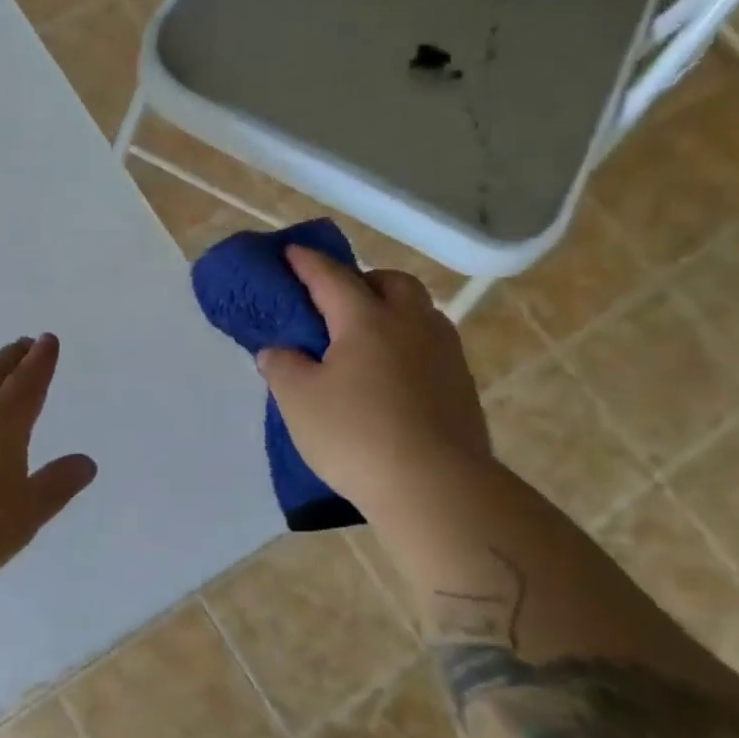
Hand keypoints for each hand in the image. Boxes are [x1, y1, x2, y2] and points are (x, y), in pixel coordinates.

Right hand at [258, 247, 489, 510]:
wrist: (434, 485)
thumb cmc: (355, 435)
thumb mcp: (298, 401)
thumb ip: (282, 367)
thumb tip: (277, 351)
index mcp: (367, 319)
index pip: (332, 278)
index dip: (308, 264)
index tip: (291, 252)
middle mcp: (411, 323)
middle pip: (390, 282)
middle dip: (362, 281)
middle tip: (337, 302)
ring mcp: (444, 352)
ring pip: (418, 311)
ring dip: (391, 310)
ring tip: (366, 338)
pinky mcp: (461, 383)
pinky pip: (431, 344)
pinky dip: (407, 343)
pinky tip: (392, 374)